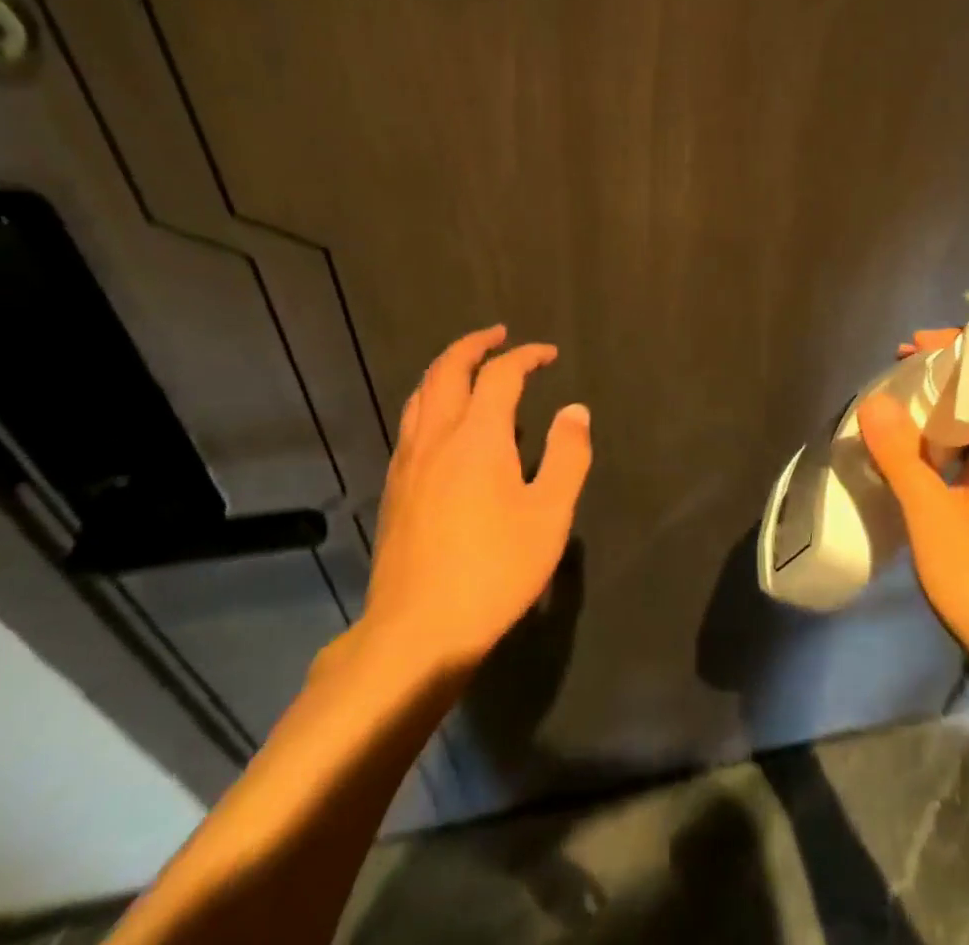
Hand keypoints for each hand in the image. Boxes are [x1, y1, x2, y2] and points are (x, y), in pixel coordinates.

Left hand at [356, 325, 591, 675]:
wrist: (417, 631)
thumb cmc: (494, 570)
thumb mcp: (550, 514)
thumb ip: (567, 455)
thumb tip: (575, 410)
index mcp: (478, 435)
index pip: (501, 374)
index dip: (526, 356)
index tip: (548, 354)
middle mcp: (437, 436)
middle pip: (448, 369)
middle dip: (475, 344)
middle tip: (499, 336)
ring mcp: (408, 461)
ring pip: (421, 394)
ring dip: (447, 368)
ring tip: (469, 368)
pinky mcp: (394, 487)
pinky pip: (411, 422)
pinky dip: (431, 400)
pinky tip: (444, 424)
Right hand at [859, 328, 968, 700]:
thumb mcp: (931, 516)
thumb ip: (902, 456)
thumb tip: (876, 401)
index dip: (953, 352)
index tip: (910, 346)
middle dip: (941, 381)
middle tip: (895, 378)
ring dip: (941, 418)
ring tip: (897, 418)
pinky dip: (946, 452)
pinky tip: (917, 470)